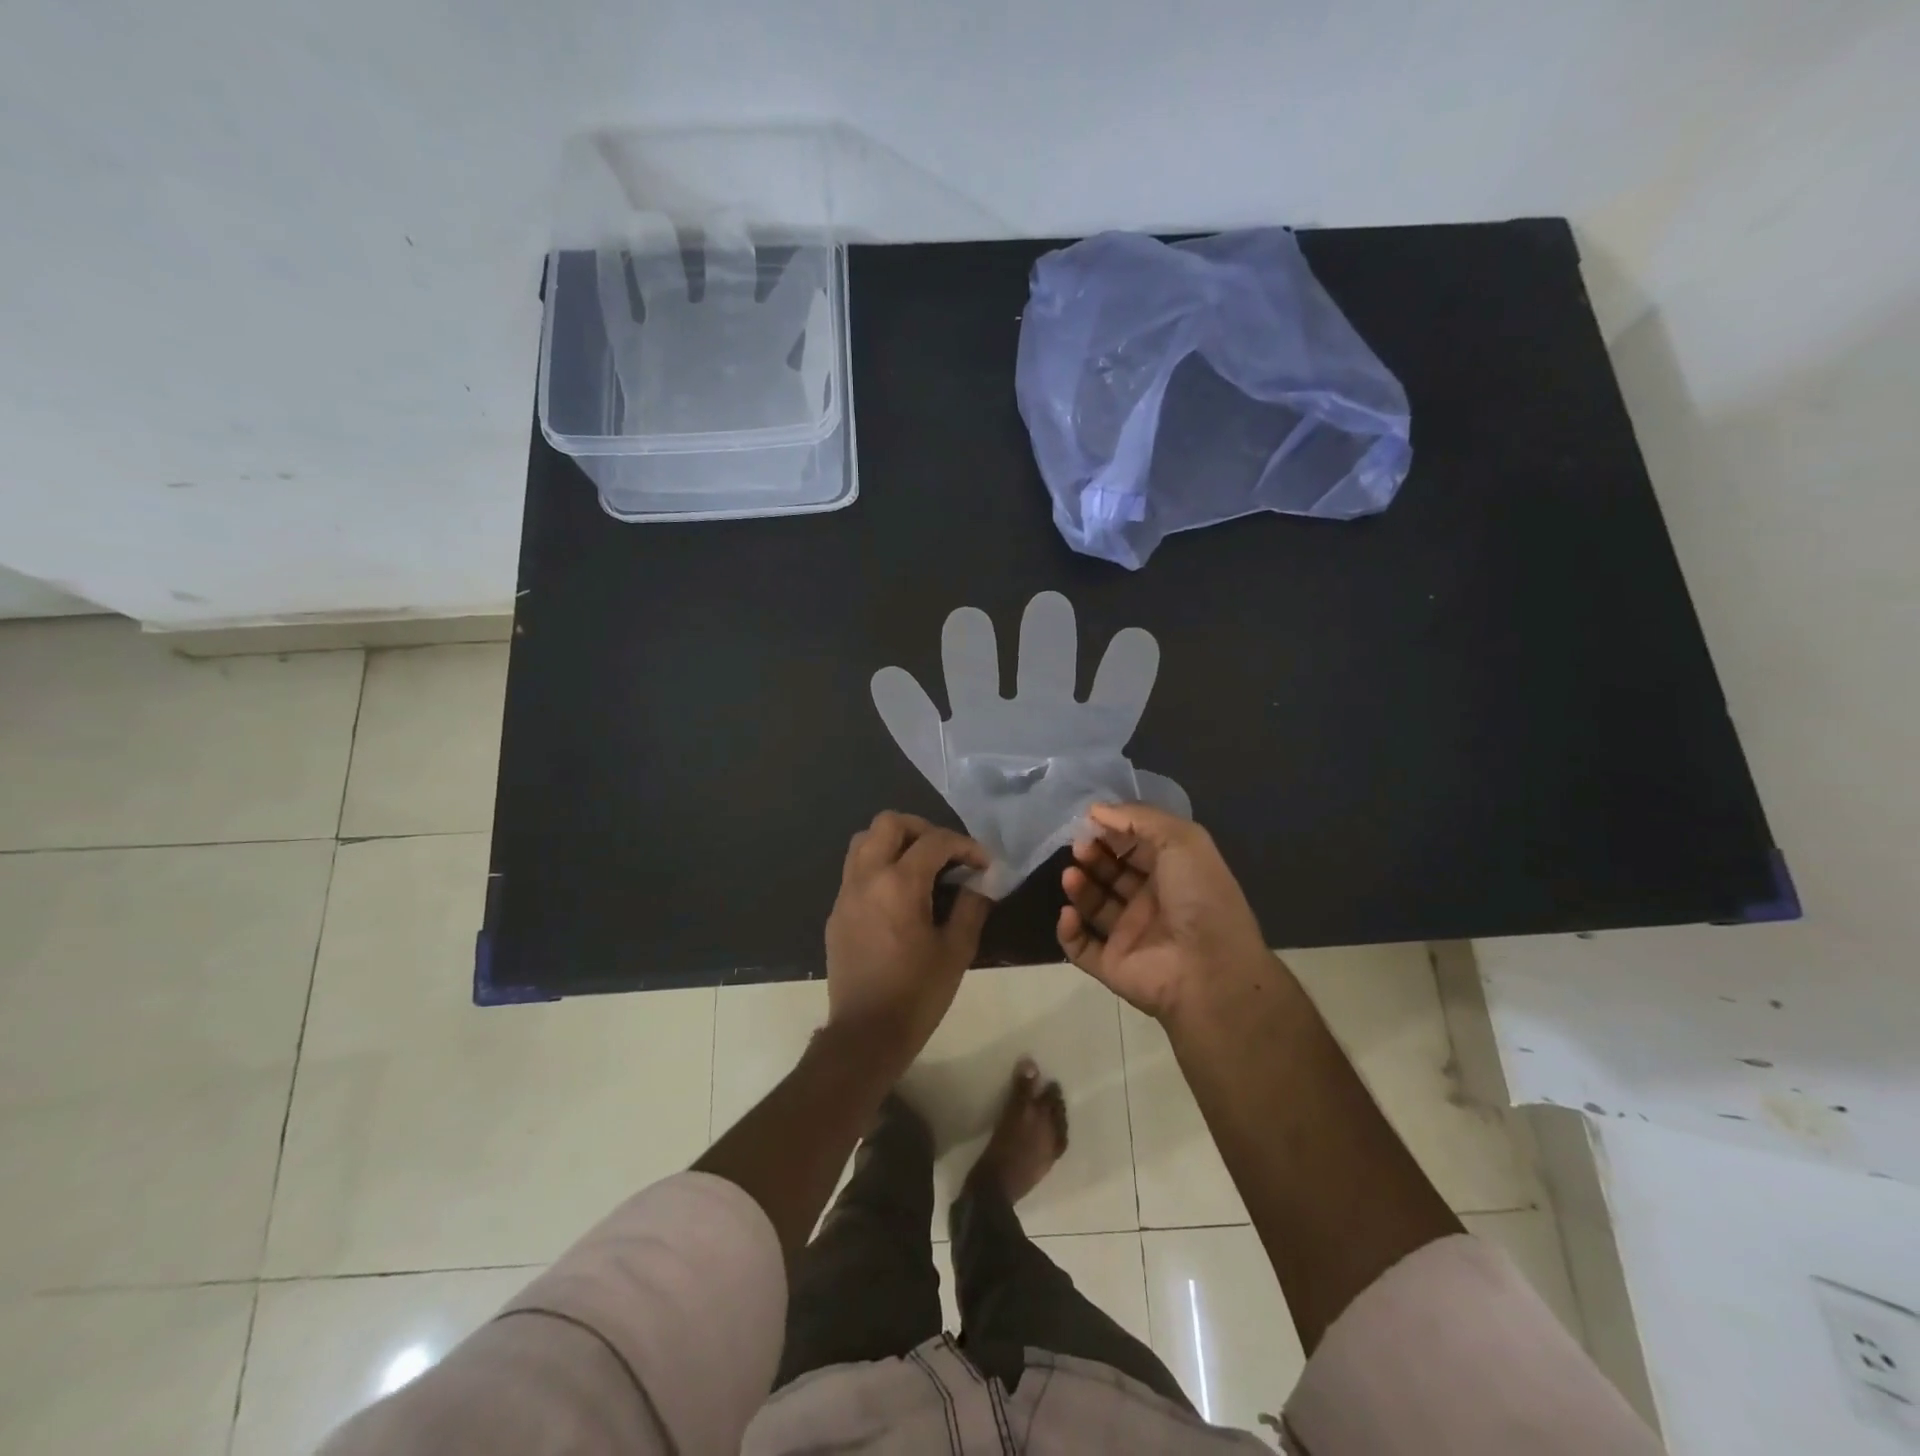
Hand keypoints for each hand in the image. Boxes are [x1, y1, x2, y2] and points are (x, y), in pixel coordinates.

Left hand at [826, 812, 991, 1078]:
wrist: (865, 1034)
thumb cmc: (917, 994)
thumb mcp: (956, 951)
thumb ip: (970, 907)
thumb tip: (978, 883)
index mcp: (899, 884)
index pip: (935, 841)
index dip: (964, 845)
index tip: (982, 864)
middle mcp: (867, 877)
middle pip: (889, 823)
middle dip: (923, 829)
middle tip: (946, 853)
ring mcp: (846, 893)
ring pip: (864, 840)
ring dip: (894, 842)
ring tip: (920, 866)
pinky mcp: (836, 912)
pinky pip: (855, 869)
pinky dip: (878, 865)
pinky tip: (898, 893)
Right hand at [1058, 802, 1273, 1023]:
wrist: (1211, 971)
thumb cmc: (1200, 896)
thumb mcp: (1181, 839)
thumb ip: (1139, 818)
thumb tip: (1095, 810)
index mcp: (1173, 872)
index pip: (1135, 845)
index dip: (1113, 831)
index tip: (1089, 821)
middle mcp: (1151, 901)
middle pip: (1111, 872)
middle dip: (1092, 855)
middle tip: (1079, 847)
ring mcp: (1130, 935)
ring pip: (1094, 905)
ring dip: (1078, 887)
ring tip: (1071, 875)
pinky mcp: (1112, 964)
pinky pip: (1080, 946)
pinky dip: (1068, 930)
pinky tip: (1069, 913)